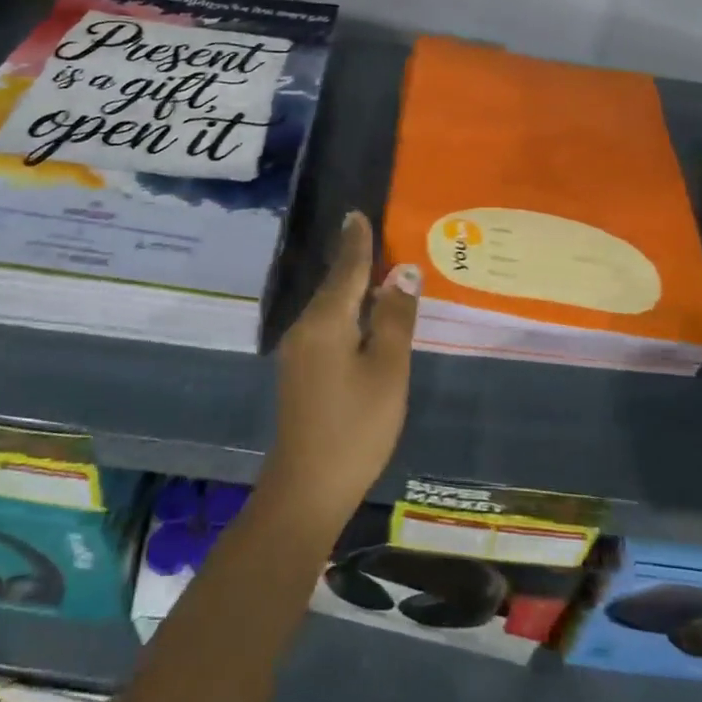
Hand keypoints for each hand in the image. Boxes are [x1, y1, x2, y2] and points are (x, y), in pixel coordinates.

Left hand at [265, 211, 418, 531]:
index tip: (358, 213)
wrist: (308, 487)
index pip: (345, 269)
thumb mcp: (387, 370)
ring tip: (375, 268)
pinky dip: (345, 311)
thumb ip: (395, 318)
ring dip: (350, 286)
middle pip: (333, 284)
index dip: (356, 242)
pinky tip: (361, 315)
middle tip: (376, 234)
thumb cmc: (356, 426)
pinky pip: (325, 326)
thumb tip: (403, 272)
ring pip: (328, 306)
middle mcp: (305, 328)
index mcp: (325, 321)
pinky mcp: (300, 372)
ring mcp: (298, 352)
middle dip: (353, 259)